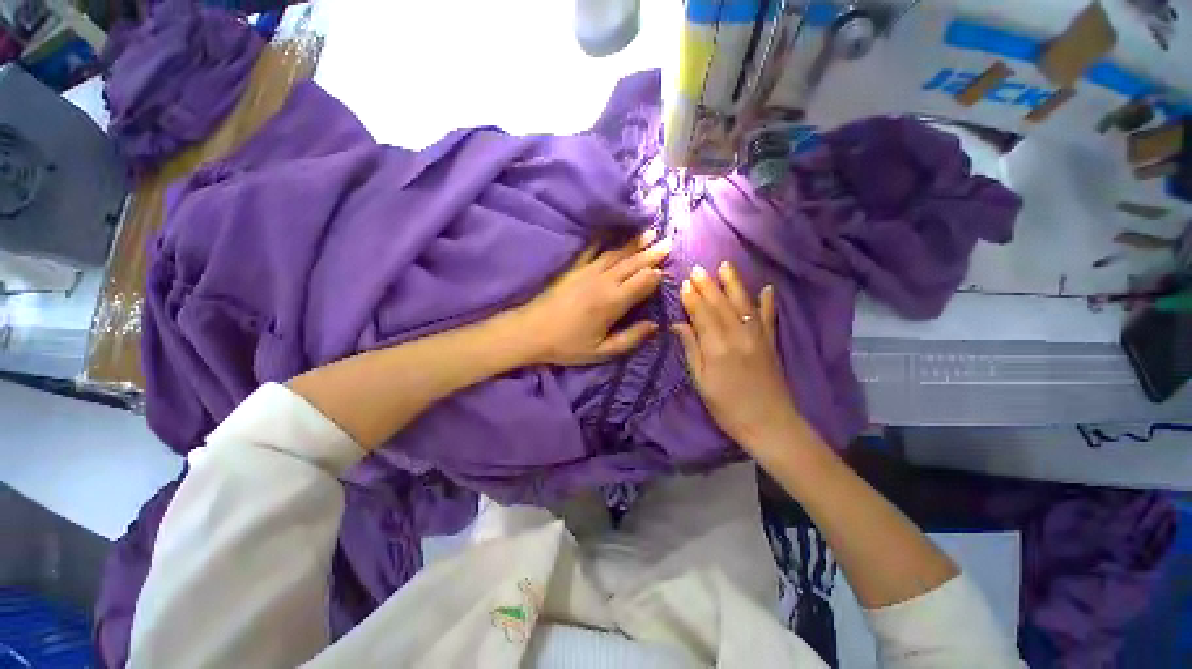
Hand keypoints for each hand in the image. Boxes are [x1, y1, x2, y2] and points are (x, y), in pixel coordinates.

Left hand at [515, 230, 669, 365]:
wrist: (530, 332)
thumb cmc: (567, 345)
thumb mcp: (602, 352)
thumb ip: (630, 338)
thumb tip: (655, 326)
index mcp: (613, 302)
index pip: (642, 282)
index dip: (656, 276)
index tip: (666, 270)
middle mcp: (604, 281)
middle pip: (633, 264)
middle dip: (652, 253)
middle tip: (668, 242)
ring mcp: (587, 271)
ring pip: (617, 253)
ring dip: (634, 243)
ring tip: (650, 232)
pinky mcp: (573, 268)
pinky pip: (592, 249)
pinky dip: (604, 239)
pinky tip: (612, 231)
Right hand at [672, 262, 800, 448]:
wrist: (768, 423)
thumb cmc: (726, 406)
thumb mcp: (701, 381)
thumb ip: (691, 349)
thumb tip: (678, 325)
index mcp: (717, 346)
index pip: (702, 314)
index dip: (692, 297)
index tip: (684, 282)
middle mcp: (738, 335)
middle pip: (720, 304)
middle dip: (708, 285)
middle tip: (697, 268)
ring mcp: (757, 336)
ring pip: (743, 303)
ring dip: (733, 284)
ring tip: (725, 266)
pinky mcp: (771, 342)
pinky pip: (769, 317)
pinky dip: (768, 302)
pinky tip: (767, 288)